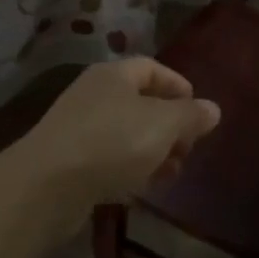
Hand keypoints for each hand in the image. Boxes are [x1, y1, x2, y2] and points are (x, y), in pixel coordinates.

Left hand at [12, 59, 219, 229]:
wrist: (46, 186)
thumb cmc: (112, 142)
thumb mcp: (163, 125)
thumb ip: (191, 116)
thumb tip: (213, 109)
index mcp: (115, 74)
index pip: (152, 68)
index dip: (178, 86)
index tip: (198, 111)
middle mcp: (94, 94)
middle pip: (140, 102)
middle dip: (168, 125)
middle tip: (188, 148)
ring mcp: (78, 127)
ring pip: (125, 133)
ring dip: (152, 151)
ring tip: (171, 174)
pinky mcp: (68, 160)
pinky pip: (107, 158)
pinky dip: (128, 169)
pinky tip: (141, 189)